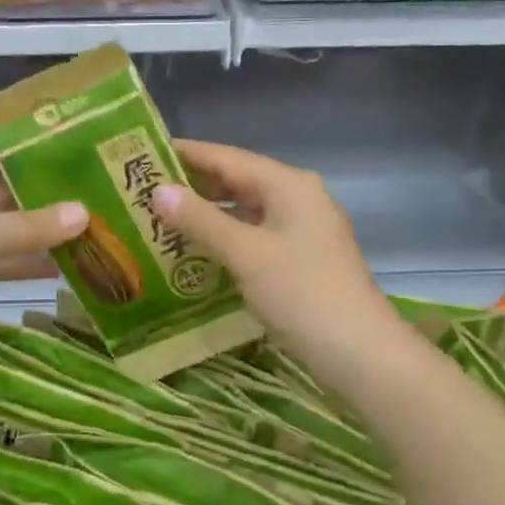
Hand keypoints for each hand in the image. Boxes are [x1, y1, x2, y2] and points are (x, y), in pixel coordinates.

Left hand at [0, 139, 87, 378]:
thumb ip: (29, 227)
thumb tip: (84, 214)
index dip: (37, 149)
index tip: (81, 151)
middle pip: (3, 189)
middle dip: (45, 195)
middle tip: (95, 195)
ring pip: (0, 227)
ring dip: (37, 233)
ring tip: (88, 232)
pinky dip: (19, 262)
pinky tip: (59, 269)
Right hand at [152, 139, 401, 372]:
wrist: (360, 352)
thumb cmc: (301, 293)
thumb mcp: (245, 253)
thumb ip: (201, 220)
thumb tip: (158, 191)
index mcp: (288, 184)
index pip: (227, 157)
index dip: (186, 154)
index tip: (144, 152)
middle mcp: (298, 197)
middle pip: (238, 180)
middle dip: (193, 185)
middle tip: (144, 189)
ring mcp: (303, 229)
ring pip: (246, 210)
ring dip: (208, 214)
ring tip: (162, 218)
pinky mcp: (302, 258)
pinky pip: (256, 235)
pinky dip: (226, 237)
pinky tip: (197, 250)